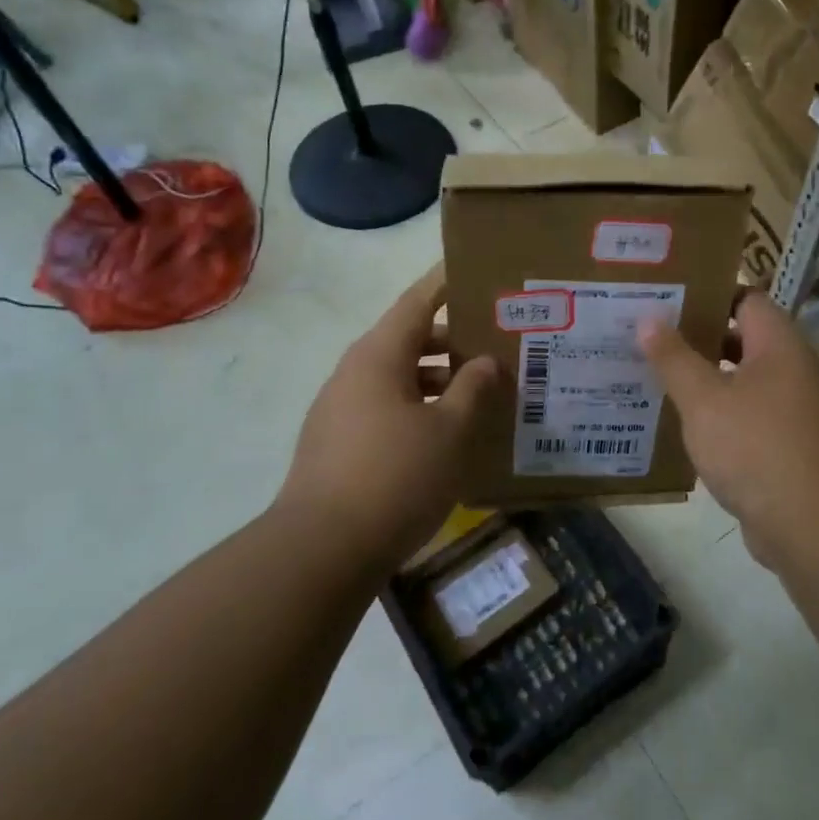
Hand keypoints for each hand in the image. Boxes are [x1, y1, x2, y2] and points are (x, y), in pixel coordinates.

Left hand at [276, 270, 498, 565]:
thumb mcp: (450, 431)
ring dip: (439, 380)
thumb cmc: (395, 477)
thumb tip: (486, 361)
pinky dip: (420, 409)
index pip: (417, 302)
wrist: (322, 550)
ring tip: (482, 392)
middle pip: (409, 340)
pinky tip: (447, 435)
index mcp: (379, 356)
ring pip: (399, 378)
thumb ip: (473, 389)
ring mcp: (341, 409)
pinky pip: (386, 409)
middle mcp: (355, 373)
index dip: (446, 283)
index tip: (473, 268)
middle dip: (453, 339)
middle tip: (497, 341)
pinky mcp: (338, 444)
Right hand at [639, 291, 818, 562]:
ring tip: (656, 378)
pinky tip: (684, 427)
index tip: (666, 298)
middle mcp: (794, 371)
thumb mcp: (704, 399)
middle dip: (698, 339)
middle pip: (743, 340)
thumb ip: (674, 358)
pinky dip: (720, 417)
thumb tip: (648, 319)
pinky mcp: (791, 448)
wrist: (818, 527)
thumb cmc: (757, 447)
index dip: (707, 294)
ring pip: (744, 383)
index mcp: (780, 345)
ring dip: (706, 381)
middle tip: (649, 337)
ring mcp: (797, 412)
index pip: (746, 298)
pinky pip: (750, 418)